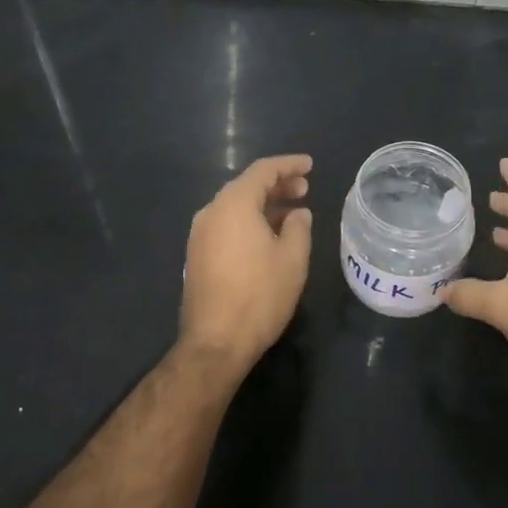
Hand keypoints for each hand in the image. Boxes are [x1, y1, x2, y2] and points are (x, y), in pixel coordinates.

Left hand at [179, 154, 313, 375]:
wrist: (216, 342)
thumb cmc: (259, 296)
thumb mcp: (292, 259)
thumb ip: (299, 227)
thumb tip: (298, 213)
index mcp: (233, 205)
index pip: (263, 171)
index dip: (289, 165)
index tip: (310, 165)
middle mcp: (211, 212)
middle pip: (246, 187)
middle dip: (277, 184)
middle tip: (304, 188)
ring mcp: (199, 235)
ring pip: (235, 207)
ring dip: (264, 205)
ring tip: (292, 212)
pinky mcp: (197, 255)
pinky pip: (227, 225)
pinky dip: (249, 221)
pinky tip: (269, 235)